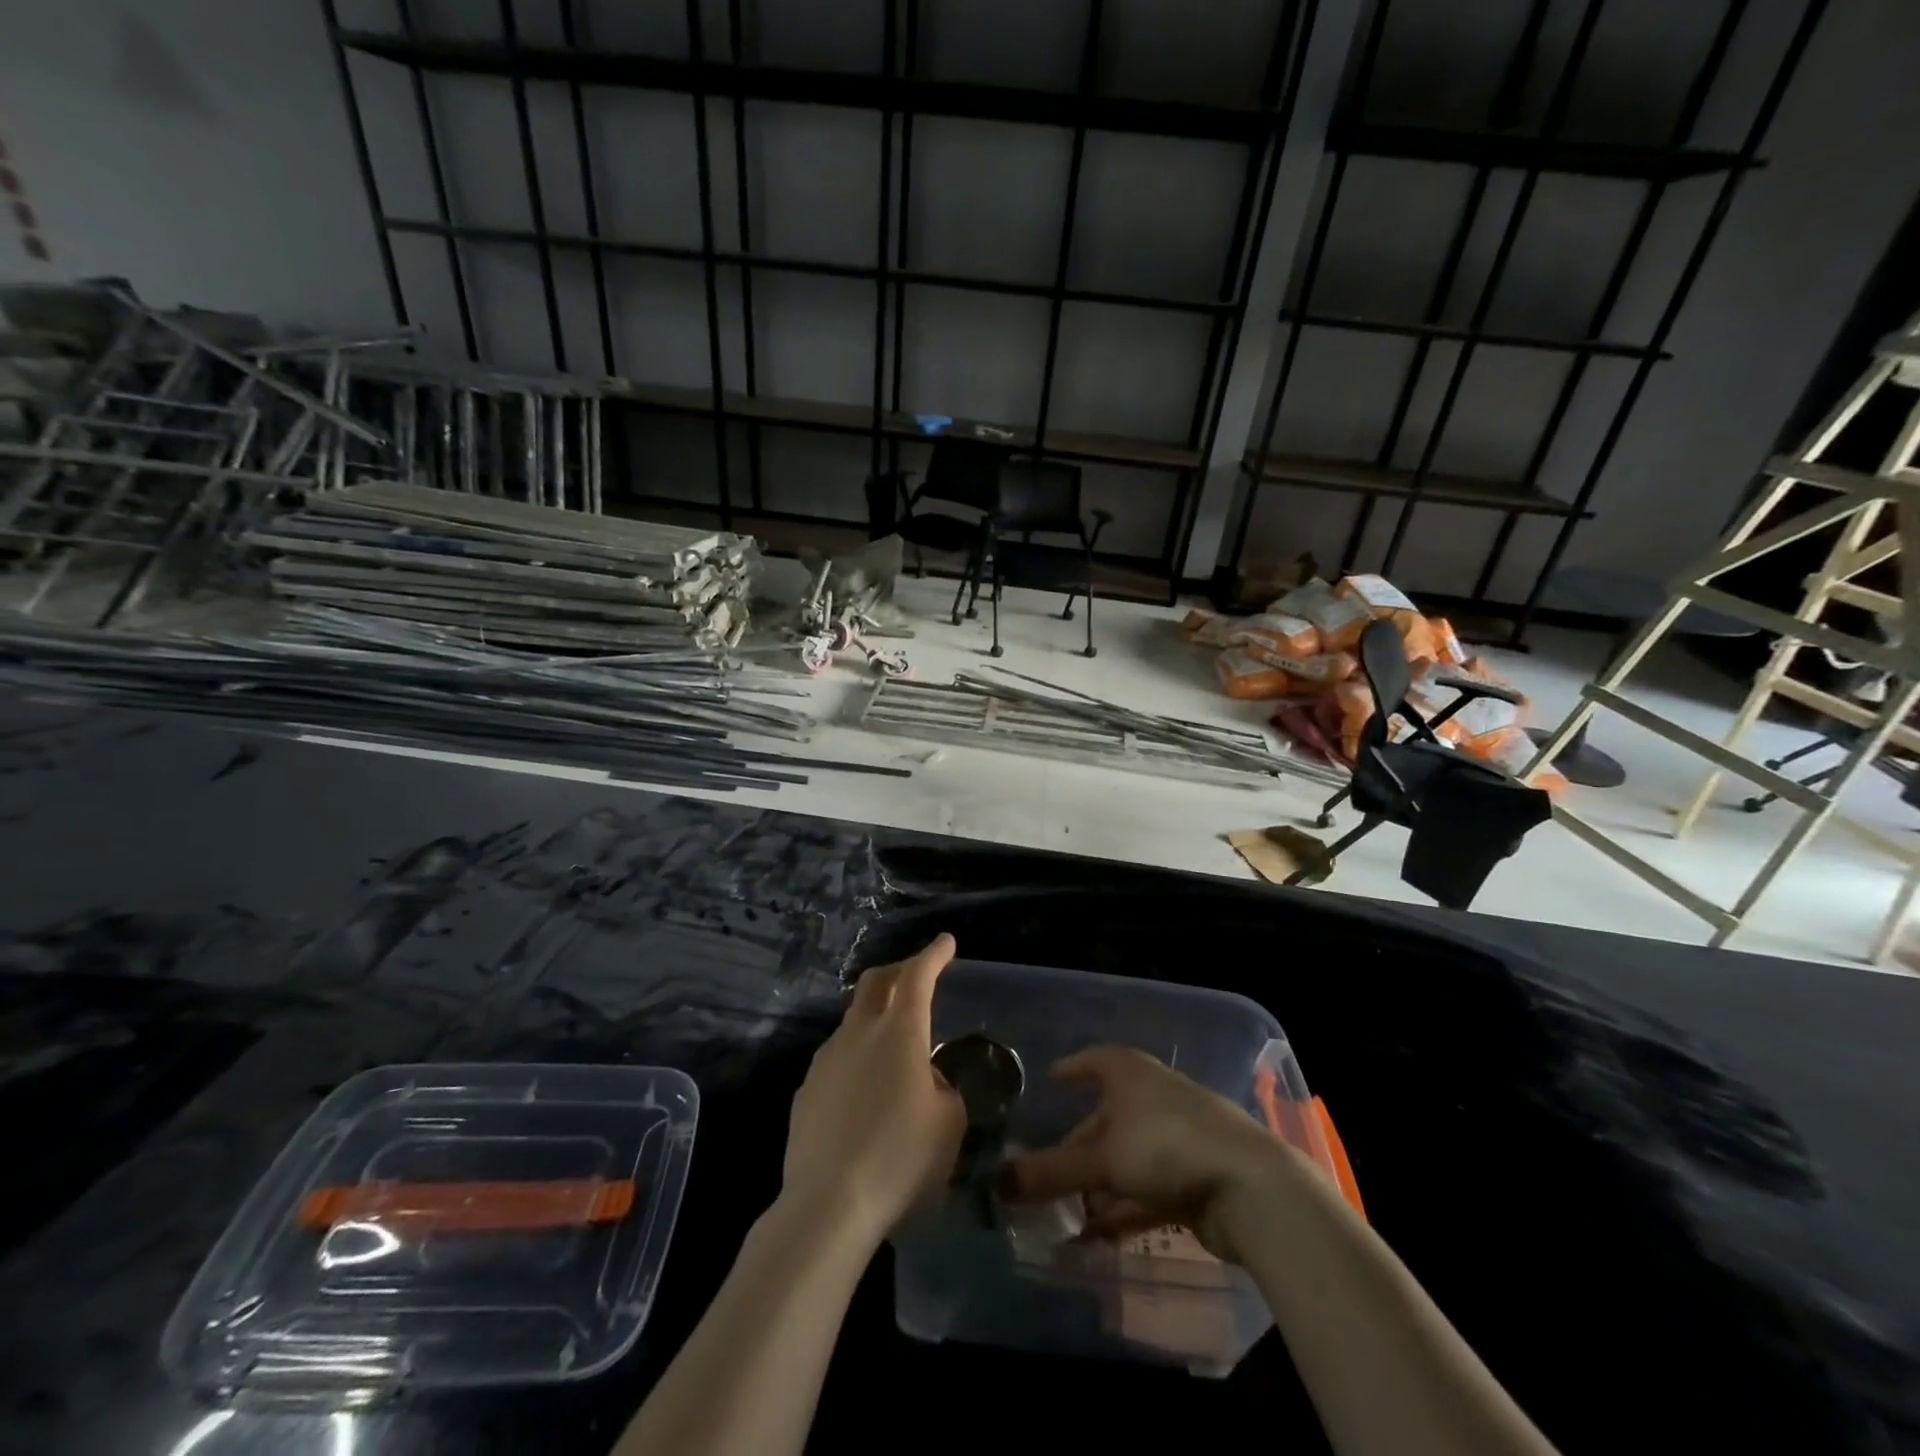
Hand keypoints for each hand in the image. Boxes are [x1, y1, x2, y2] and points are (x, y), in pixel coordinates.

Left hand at [779, 934, 966, 1249]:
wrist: (828, 1205)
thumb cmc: (900, 1160)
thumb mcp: (948, 1124)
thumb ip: (942, 1089)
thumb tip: (924, 1080)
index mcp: (899, 1033)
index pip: (918, 977)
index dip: (933, 955)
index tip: (945, 941)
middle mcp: (859, 1033)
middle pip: (875, 982)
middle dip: (899, 970)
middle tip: (916, 974)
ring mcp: (826, 1060)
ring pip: (854, 1022)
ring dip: (876, 1020)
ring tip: (894, 1052)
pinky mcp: (806, 1091)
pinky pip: (838, 1061)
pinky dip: (857, 1061)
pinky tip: (865, 1097)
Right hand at [1000, 1045, 1302, 1262]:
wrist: (1250, 1187)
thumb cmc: (1166, 1146)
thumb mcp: (1100, 1159)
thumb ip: (1049, 1173)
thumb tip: (995, 1184)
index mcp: (1130, 1074)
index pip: (1094, 1061)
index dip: (1072, 1069)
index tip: (1051, 1079)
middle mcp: (1152, 1097)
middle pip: (1106, 1120)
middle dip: (1077, 1149)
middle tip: (1046, 1173)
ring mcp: (1176, 1138)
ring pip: (1125, 1160)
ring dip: (1097, 1188)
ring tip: (1064, 1216)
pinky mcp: (1193, 1179)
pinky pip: (1145, 1191)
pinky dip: (1121, 1210)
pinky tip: (1096, 1237)